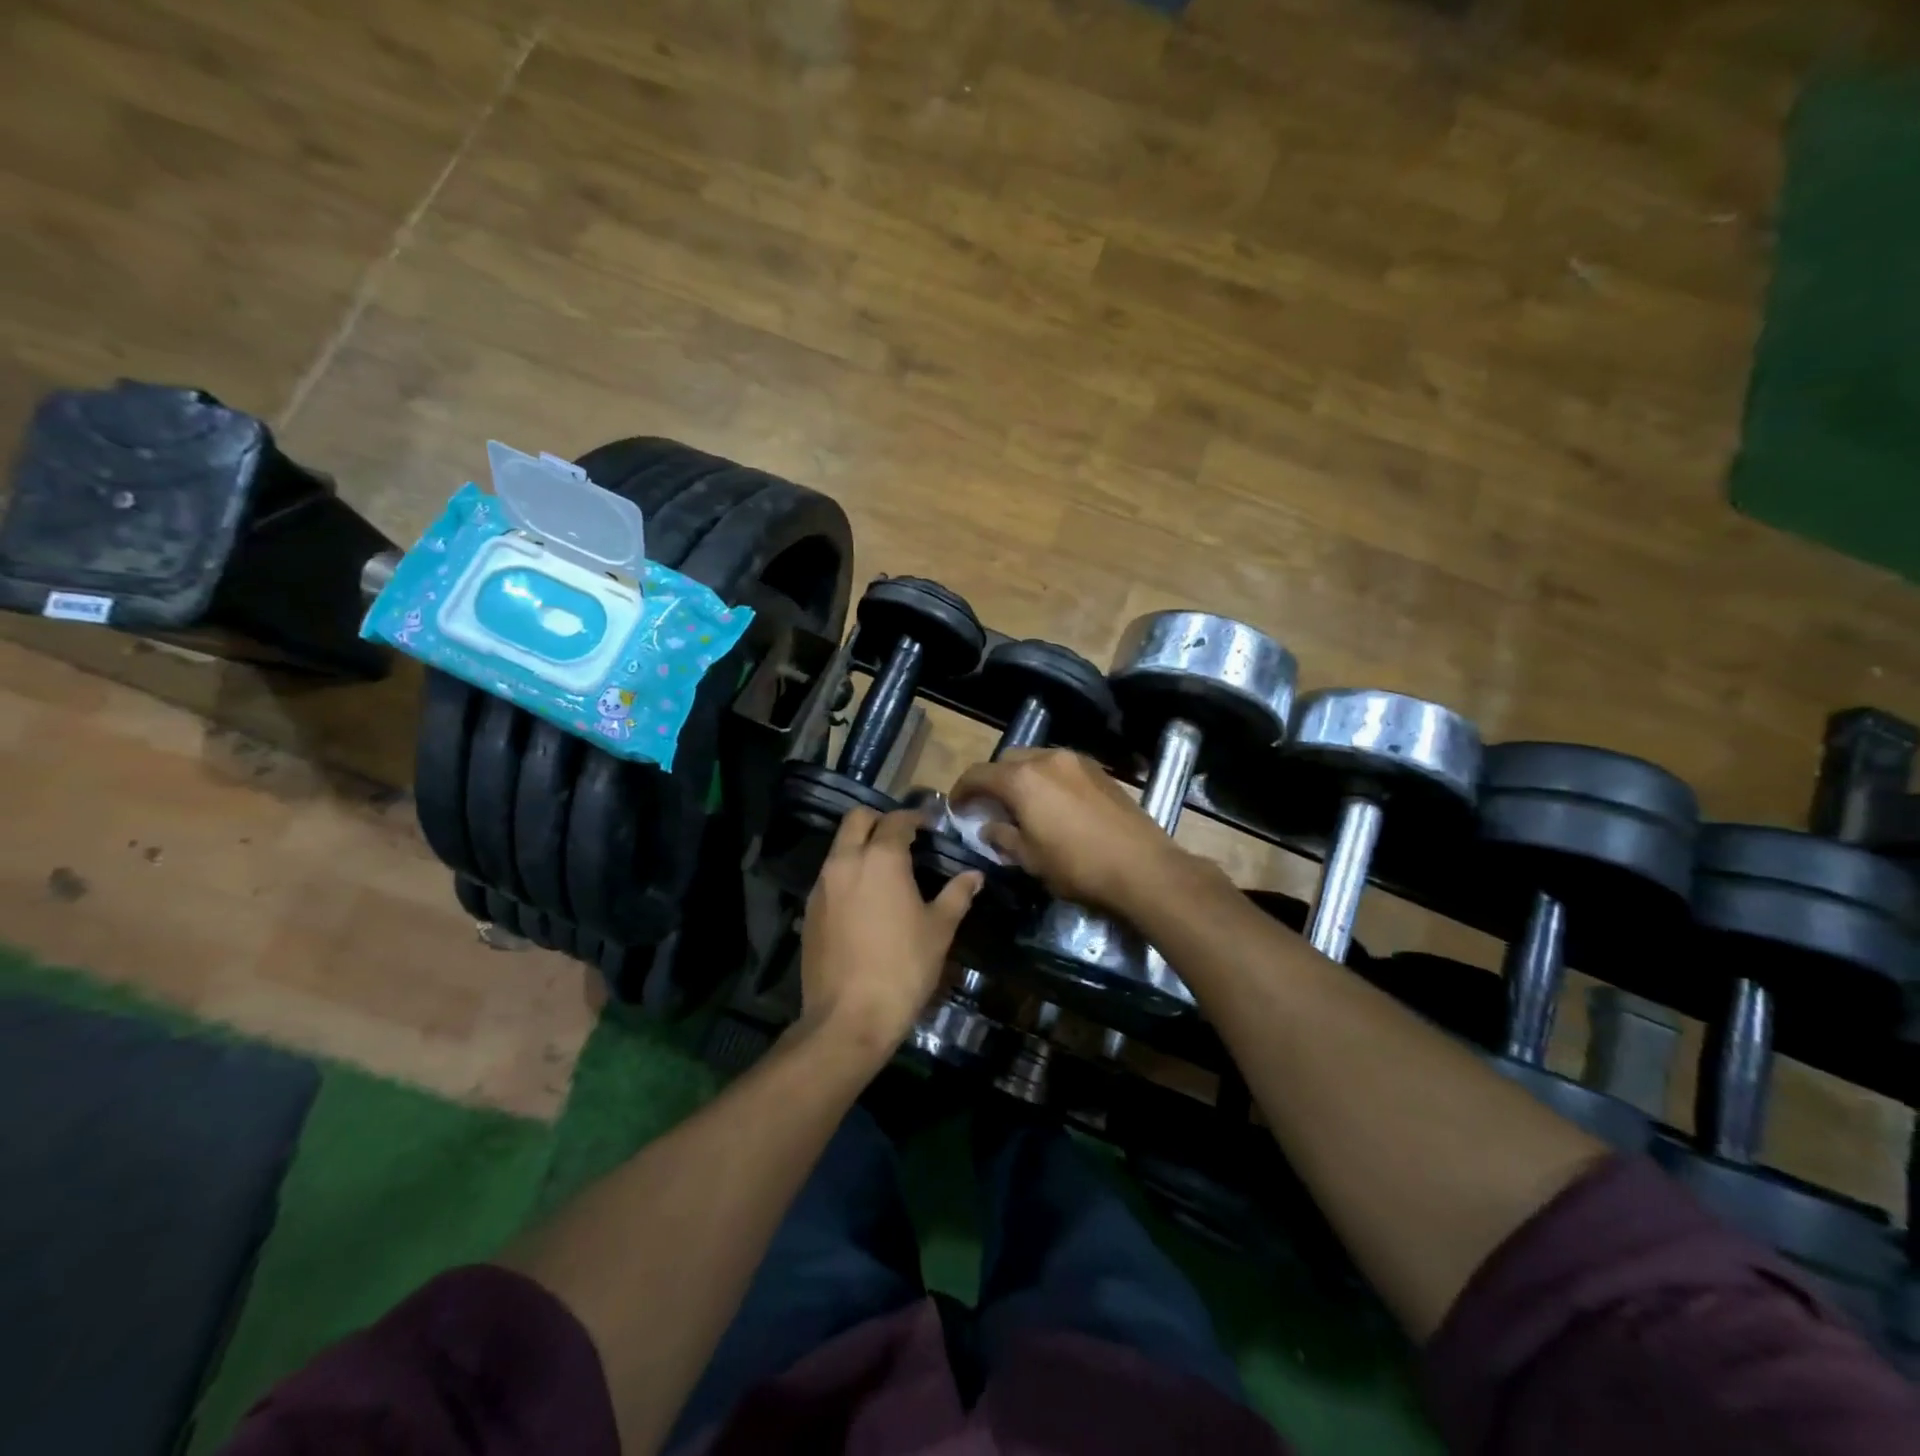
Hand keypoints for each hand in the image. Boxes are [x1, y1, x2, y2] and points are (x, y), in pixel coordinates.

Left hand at [799, 807, 981, 1056]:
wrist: (848, 1017)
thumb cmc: (903, 968)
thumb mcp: (939, 930)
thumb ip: (957, 895)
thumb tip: (974, 875)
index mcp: (881, 858)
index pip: (896, 820)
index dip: (915, 818)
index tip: (929, 826)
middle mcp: (846, 861)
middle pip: (857, 819)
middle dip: (879, 820)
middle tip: (902, 838)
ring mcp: (822, 885)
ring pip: (839, 847)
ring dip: (860, 846)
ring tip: (885, 869)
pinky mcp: (809, 910)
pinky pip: (829, 876)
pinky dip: (847, 874)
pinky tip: (864, 900)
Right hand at [951, 749, 1191, 912]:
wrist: (1142, 867)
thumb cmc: (1077, 866)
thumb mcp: (1030, 859)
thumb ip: (1003, 837)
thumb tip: (989, 827)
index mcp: (1022, 779)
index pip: (978, 774)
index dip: (962, 790)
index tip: (957, 808)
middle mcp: (1047, 759)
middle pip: (1007, 760)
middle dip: (993, 780)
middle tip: (990, 807)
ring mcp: (1077, 761)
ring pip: (1036, 759)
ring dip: (1021, 777)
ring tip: (1022, 806)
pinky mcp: (1099, 771)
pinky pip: (1060, 767)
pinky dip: (1046, 779)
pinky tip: (1053, 805)